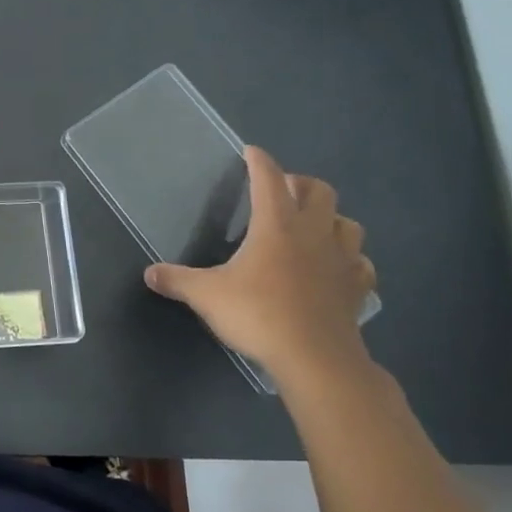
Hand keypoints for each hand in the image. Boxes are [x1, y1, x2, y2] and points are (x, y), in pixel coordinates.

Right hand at [144, 145, 376, 388]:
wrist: (316, 359)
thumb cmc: (259, 315)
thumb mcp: (206, 296)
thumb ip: (178, 280)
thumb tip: (150, 273)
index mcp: (276, 225)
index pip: (269, 179)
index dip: (259, 161)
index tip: (251, 152)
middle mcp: (313, 233)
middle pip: (319, 190)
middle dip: (300, 184)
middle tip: (282, 192)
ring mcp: (341, 260)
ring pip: (347, 222)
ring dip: (330, 218)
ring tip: (312, 226)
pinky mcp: (357, 287)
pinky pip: (361, 263)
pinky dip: (349, 258)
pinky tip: (336, 268)